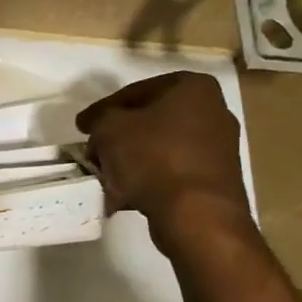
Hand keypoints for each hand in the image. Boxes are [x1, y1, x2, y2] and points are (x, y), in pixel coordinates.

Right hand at [75, 72, 250, 254]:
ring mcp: (219, 148)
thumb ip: (99, 119)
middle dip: (118, 138)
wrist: (197, 214)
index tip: (83, 127)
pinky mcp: (216, 180)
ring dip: (130, 161)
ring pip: (159, 149)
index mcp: (193, 88)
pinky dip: (148, 180)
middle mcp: (213, 112)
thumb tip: (98, 126)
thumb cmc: (153, 158)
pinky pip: (172, 173)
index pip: (136, 92)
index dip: (103, 110)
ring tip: (105, 178)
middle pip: (150, 121)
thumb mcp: (109, 129)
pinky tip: (124, 196)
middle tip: (94, 152)